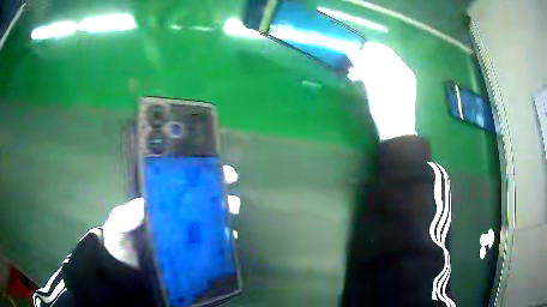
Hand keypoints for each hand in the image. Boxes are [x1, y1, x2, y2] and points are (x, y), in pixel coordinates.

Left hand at [102, 165, 238, 268]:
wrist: (124, 270)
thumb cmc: (120, 242)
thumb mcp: (118, 225)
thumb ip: (124, 217)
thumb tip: (141, 205)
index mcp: (158, 203)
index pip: (180, 184)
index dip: (199, 175)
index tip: (217, 169)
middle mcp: (173, 215)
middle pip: (199, 199)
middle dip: (218, 192)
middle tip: (230, 194)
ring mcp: (182, 234)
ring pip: (207, 219)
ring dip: (223, 213)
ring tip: (231, 211)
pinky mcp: (188, 252)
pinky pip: (208, 243)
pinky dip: (221, 239)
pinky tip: (229, 238)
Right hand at [347, 43, 416, 140]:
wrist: (396, 132)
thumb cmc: (386, 107)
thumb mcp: (373, 84)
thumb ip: (363, 64)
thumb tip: (350, 49)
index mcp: (401, 69)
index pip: (383, 51)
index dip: (367, 49)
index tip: (351, 53)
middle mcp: (403, 73)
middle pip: (382, 60)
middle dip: (365, 60)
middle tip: (350, 67)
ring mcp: (401, 83)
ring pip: (381, 69)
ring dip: (366, 69)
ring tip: (352, 76)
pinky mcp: (396, 92)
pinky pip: (383, 78)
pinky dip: (372, 78)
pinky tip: (362, 82)